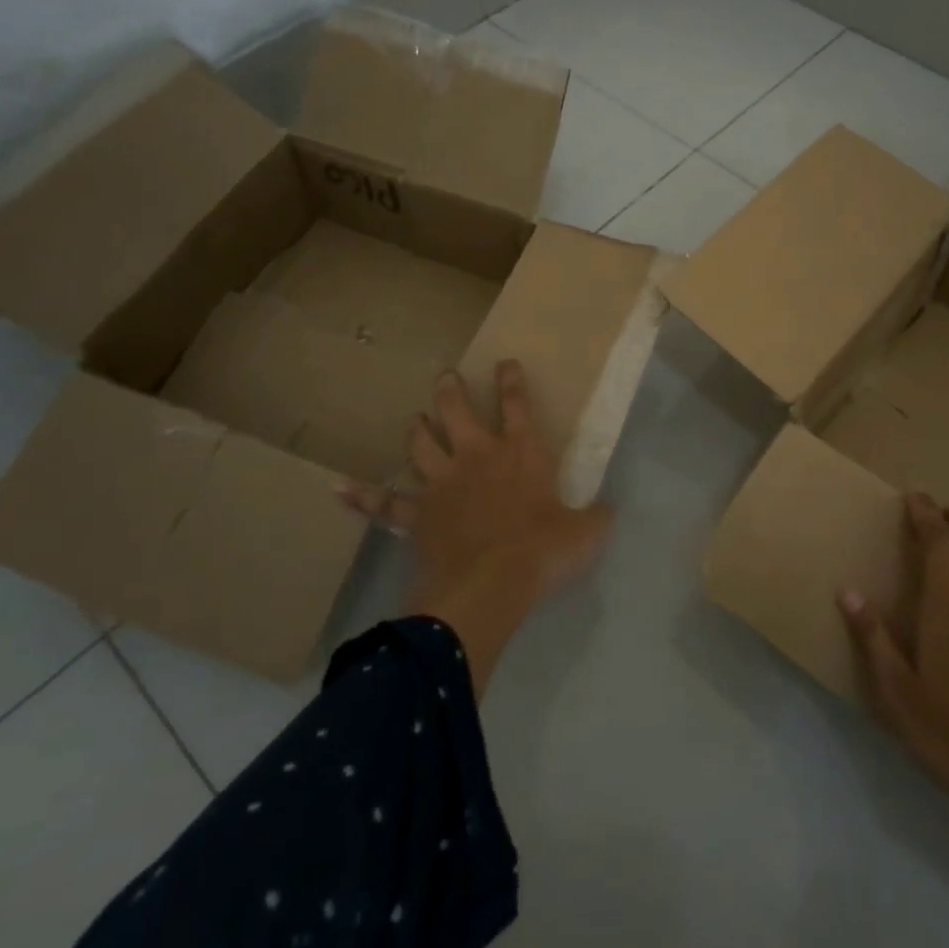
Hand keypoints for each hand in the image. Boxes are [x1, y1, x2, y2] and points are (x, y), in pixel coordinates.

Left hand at [343, 361, 613, 692]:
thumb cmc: (543, 551)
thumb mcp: (586, 533)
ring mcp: (442, 484)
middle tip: (446, 377)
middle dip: (450, 390)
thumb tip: (610, 510)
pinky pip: (385, 505)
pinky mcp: (418, 516)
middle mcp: (477, 457)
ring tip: (415, 418)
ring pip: (420, 444)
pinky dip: (362, 497)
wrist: (491, 585)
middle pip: (456, 411)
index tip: (505, 362)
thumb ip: (597, 517)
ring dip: (417, 429)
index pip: (517, 405)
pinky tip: (338, 489)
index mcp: (520, 454)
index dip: (511, 381)